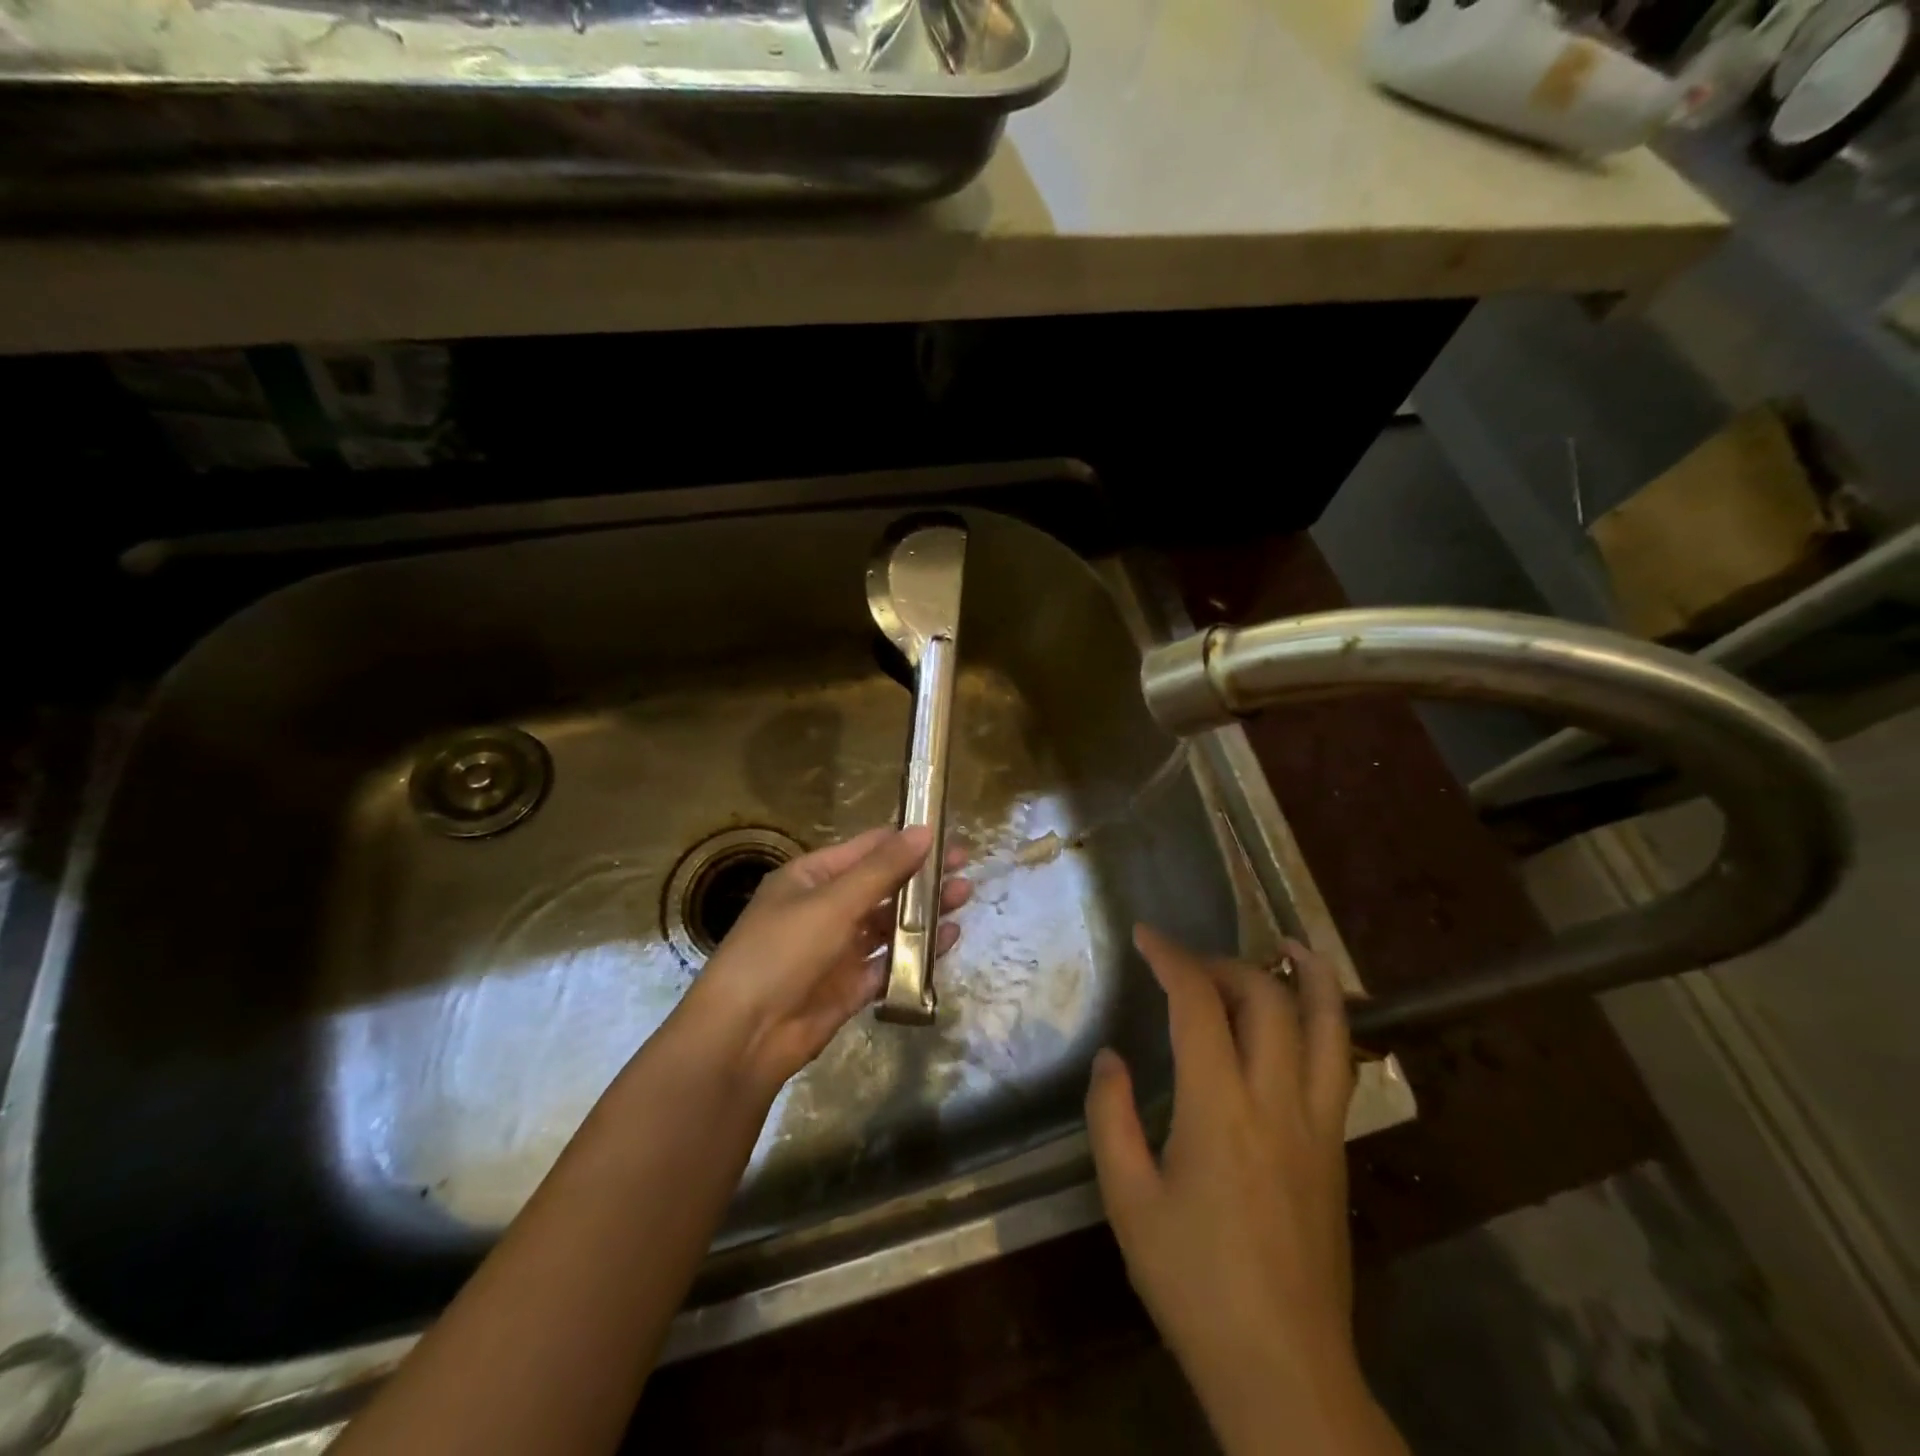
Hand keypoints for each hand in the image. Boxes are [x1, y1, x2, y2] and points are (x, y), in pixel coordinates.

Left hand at [680, 826, 970, 1095]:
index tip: (946, 834)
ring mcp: (838, 949)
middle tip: (965, 866)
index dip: (905, 840)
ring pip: (889, 923)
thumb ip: (883, 869)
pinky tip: (949, 939)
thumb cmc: (783, 952)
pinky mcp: (850, 987)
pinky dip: (918, 951)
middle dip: (921, 876)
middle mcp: (825, 909)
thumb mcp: (834, 902)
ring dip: (924, 911)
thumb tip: (924, 830)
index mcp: (811, 878)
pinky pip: (890, 962)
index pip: (865, 849)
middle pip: (882, 885)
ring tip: (965, 896)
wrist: (744, 1037)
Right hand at [1086, 926, 1402, 1455]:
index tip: (1145, 936)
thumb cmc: (1193, 1284)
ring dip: (1309, 977)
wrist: (1285, 1372)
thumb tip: (1111, 1058)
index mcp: (1219, 1107)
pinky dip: (1329, 1021)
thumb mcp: (1128, 1201)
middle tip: (1188, 964)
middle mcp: (1277, 1100)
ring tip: (1291, 945)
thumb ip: (1111, 1117)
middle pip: (1267, 998)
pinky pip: (1340, 1064)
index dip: (1171, 957)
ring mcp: (1319, 1124)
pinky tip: (1309, 1017)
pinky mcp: (1338, 1150)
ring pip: (1328, 1026)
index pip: (1198, 1002)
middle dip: (1225, 963)